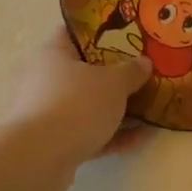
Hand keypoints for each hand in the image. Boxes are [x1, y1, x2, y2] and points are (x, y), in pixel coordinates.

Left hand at [8, 28, 152, 167]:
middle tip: (143, 74)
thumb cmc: (77, 103)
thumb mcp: (114, 82)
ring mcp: (48, 113)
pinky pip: (89, 133)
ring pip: (88, 105)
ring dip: (117, 109)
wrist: (41, 158)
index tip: (127, 36)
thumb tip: (144, 62)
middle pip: (84, 72)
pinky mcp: (54, 143)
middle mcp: (45, 80)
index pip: (75, 33)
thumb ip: (131, 71)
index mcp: (53, 54)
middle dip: (114, 76)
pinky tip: (141, 138)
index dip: (101, 32)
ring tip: (150, 109)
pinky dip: (113, 135)